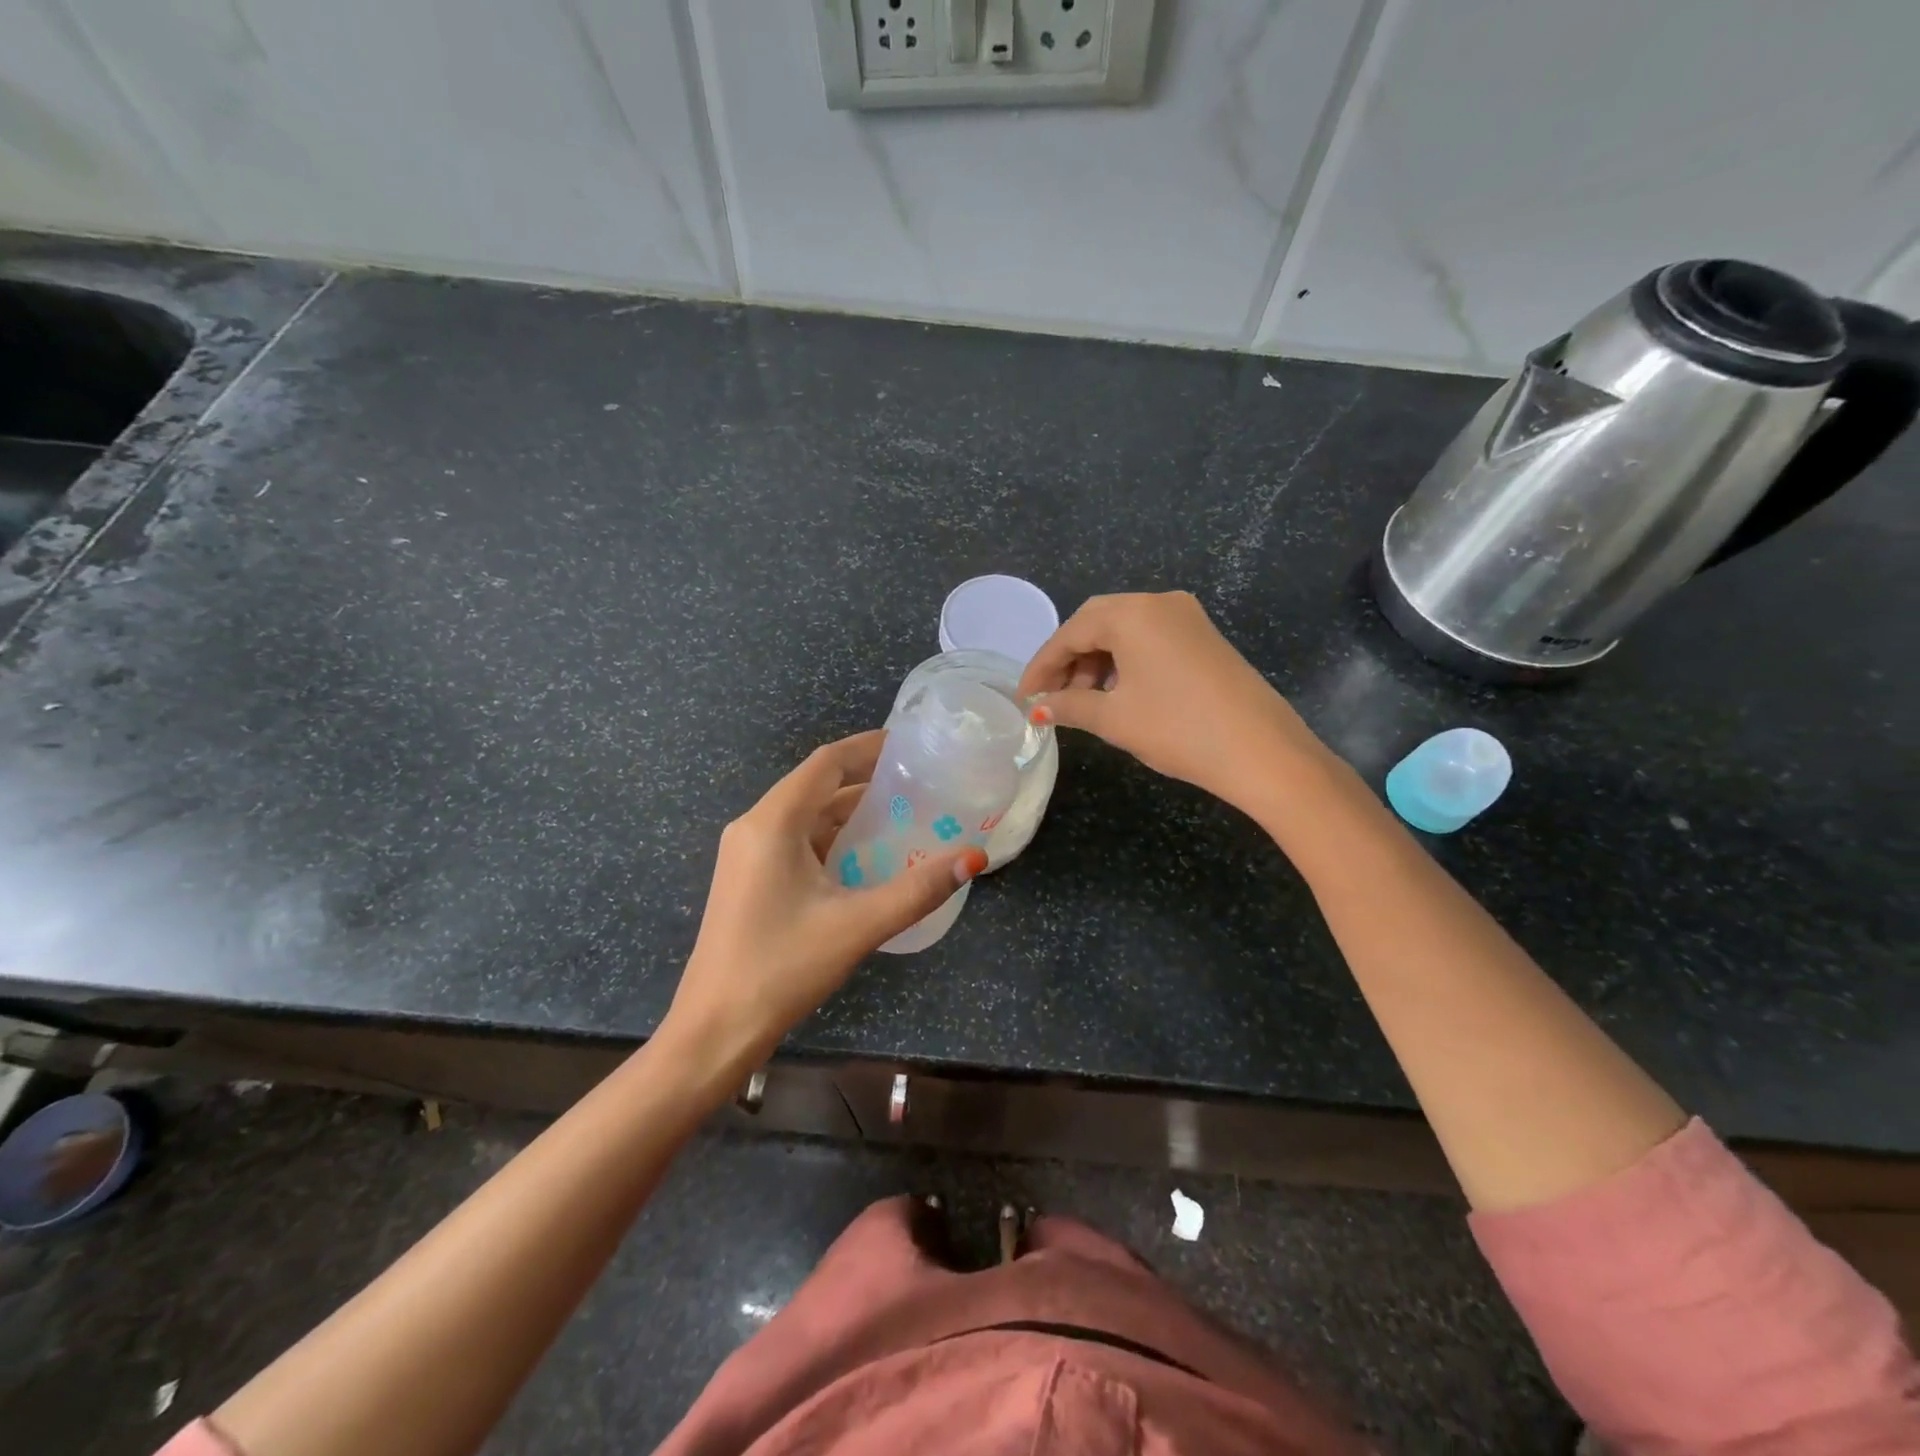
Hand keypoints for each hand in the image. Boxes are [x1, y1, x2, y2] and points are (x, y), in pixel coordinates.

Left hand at [661, 730, 985, 1077]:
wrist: (714, 1030)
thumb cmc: (782, 968)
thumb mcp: (857, 925)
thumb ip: (918, 889)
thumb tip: (973, 857)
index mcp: (773, 822)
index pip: (826, 762)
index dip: (868, 747)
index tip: (911, 745)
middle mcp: (755, 827)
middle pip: (817, 785)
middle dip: (866, 780)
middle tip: (919, 783)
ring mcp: (748, 854)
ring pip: (807, 816)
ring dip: (851, 812)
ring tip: (904, 814)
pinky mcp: (750, 879)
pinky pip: (797, 842)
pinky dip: (834, 839)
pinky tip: (868, 856)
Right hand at [1017, 592, 1323, 815]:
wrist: (1262, 751)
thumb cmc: (1177, 729)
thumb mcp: (1113, 718)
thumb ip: (1069, 705)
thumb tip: (1039, 706)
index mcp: (1133, 613)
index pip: (1071, 632)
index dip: (1042, 666)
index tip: (1024, 697)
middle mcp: (1159, 602)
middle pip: (1097, 623)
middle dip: (1069, 660)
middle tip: (1052, 697)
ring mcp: (1187, 617)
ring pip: (1125, 631)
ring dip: (1097, 661)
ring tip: (1084, 701)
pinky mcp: (1204, 637)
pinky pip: (1150, 639)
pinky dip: (1125, 662)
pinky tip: (1118, 693)